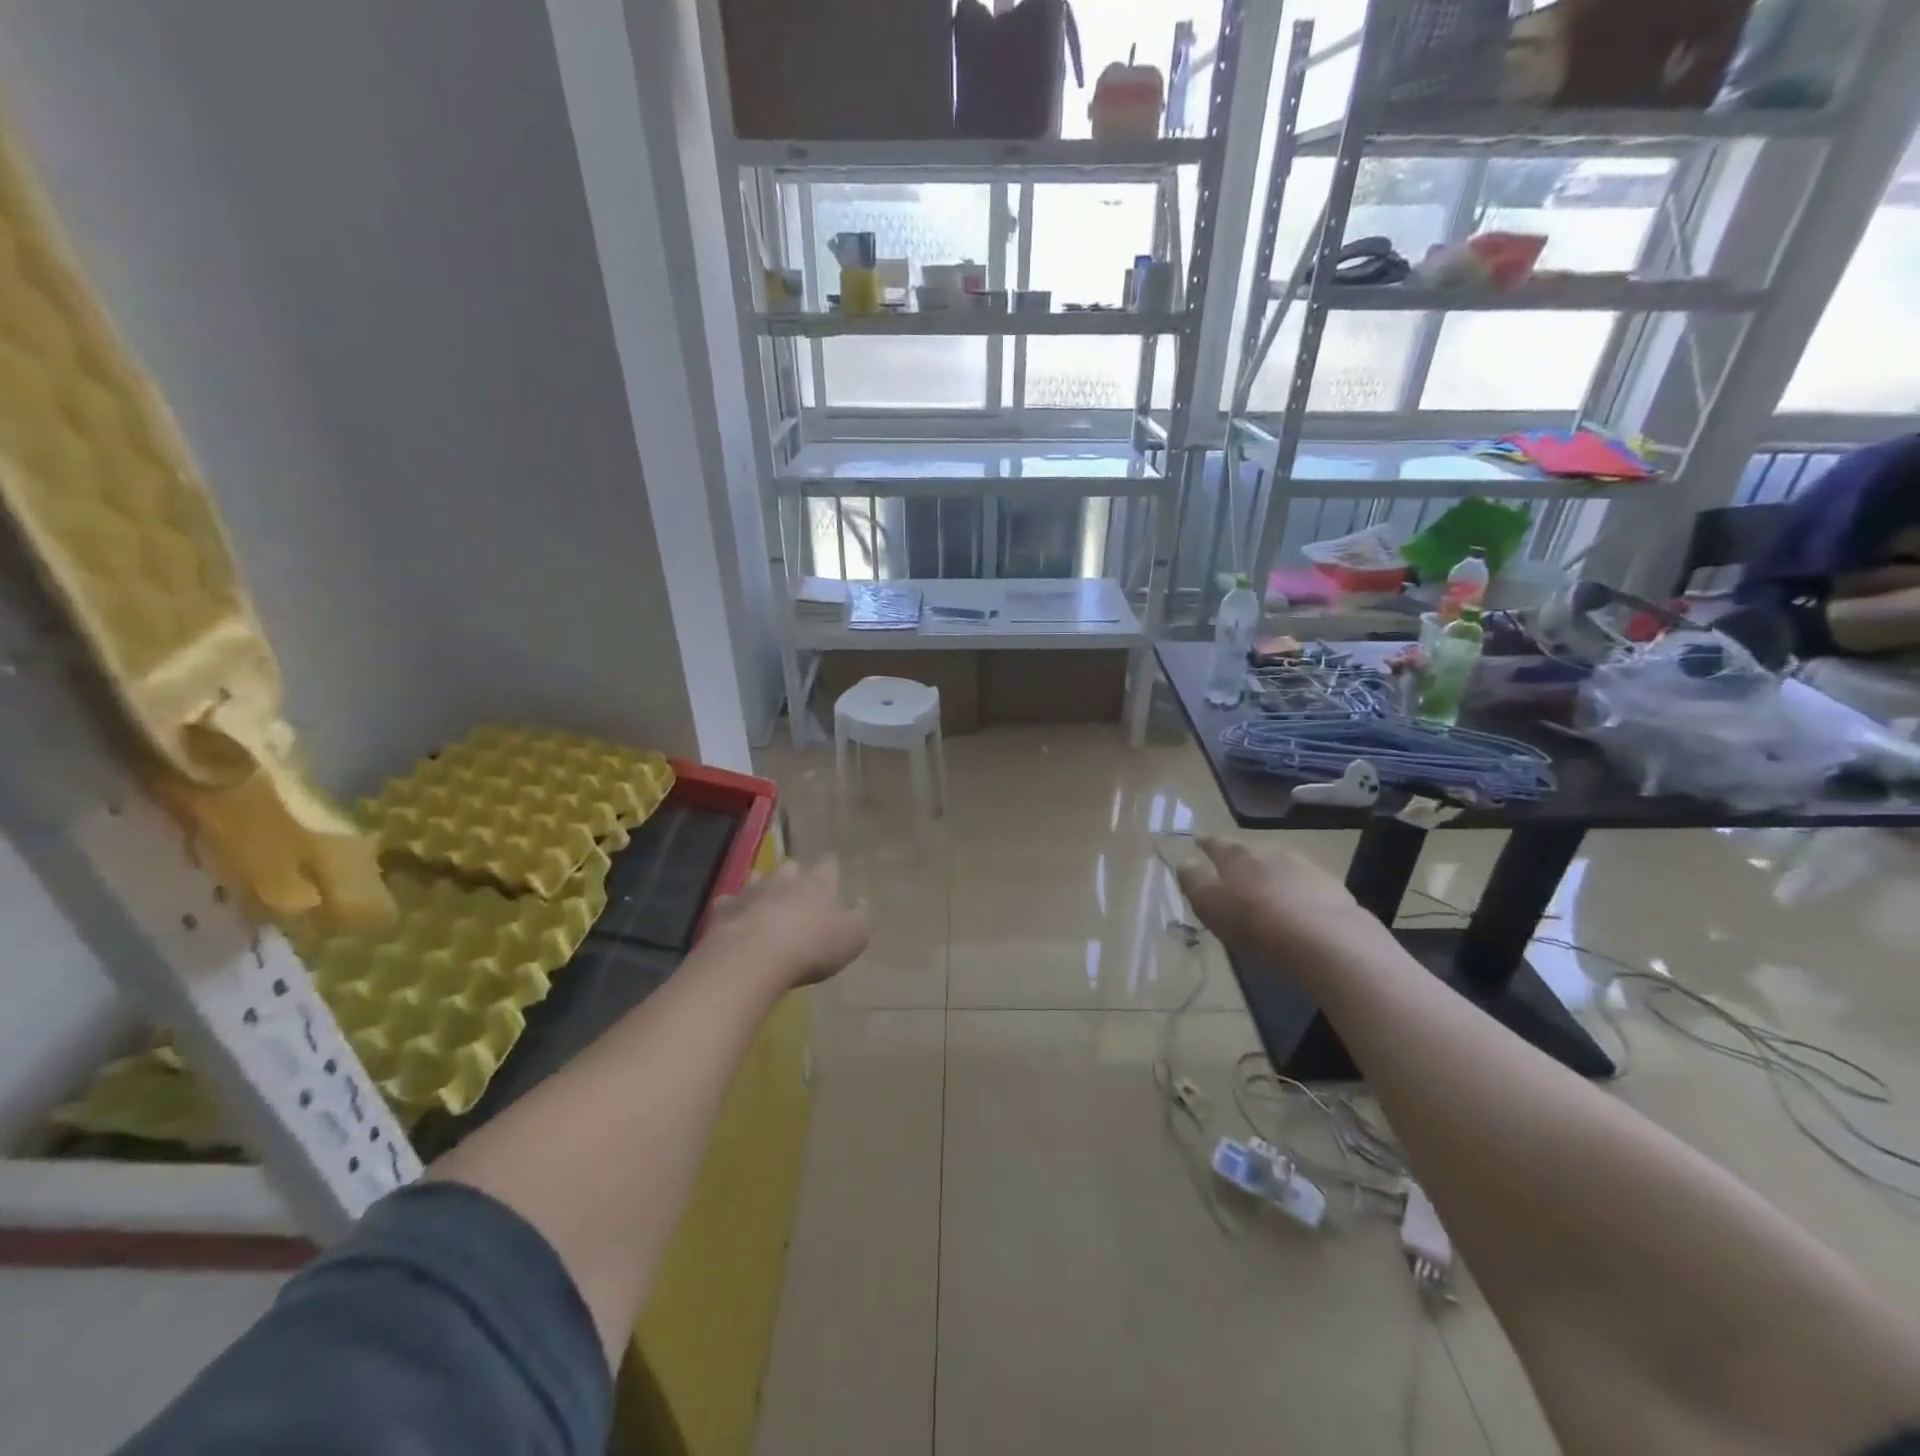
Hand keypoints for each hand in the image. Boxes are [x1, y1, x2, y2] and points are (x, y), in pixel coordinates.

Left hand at [702, 858, 870, 989]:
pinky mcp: (724, 910)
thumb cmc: (811, 947)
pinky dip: (733, 908)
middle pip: (791, 868)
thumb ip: (861, 919)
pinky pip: (729, 903)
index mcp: (818, 884)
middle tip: (798, 890)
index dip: (830, 870)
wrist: (753, 958)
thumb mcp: (853, 938)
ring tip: (766, 901)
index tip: (832, 872)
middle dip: (794, 876)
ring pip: (758, 879)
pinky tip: (735, 919)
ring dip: (763, 887)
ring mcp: (751, 892)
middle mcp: (784, 880)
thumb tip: (862, 904)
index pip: (828, 866)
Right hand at [1174, 836, 1383, 962]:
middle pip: (1250, 851)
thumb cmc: (1253, 920)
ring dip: (1272, 875)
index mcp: (1235, 854)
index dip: (1205, 844)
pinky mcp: (1332, 888)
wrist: (1323, 937)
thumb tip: (1184, 862)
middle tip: (1233, 874)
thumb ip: (1193, 880)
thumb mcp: (1209, 903)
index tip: (1198, 843)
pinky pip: (1307, 886)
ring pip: (1281, 865)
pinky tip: (1298, 909)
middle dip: (1241, 860)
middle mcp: (1269, 851)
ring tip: (1267, 893)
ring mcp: (1304, 866)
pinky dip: (1298, 893)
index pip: (1215, 843)